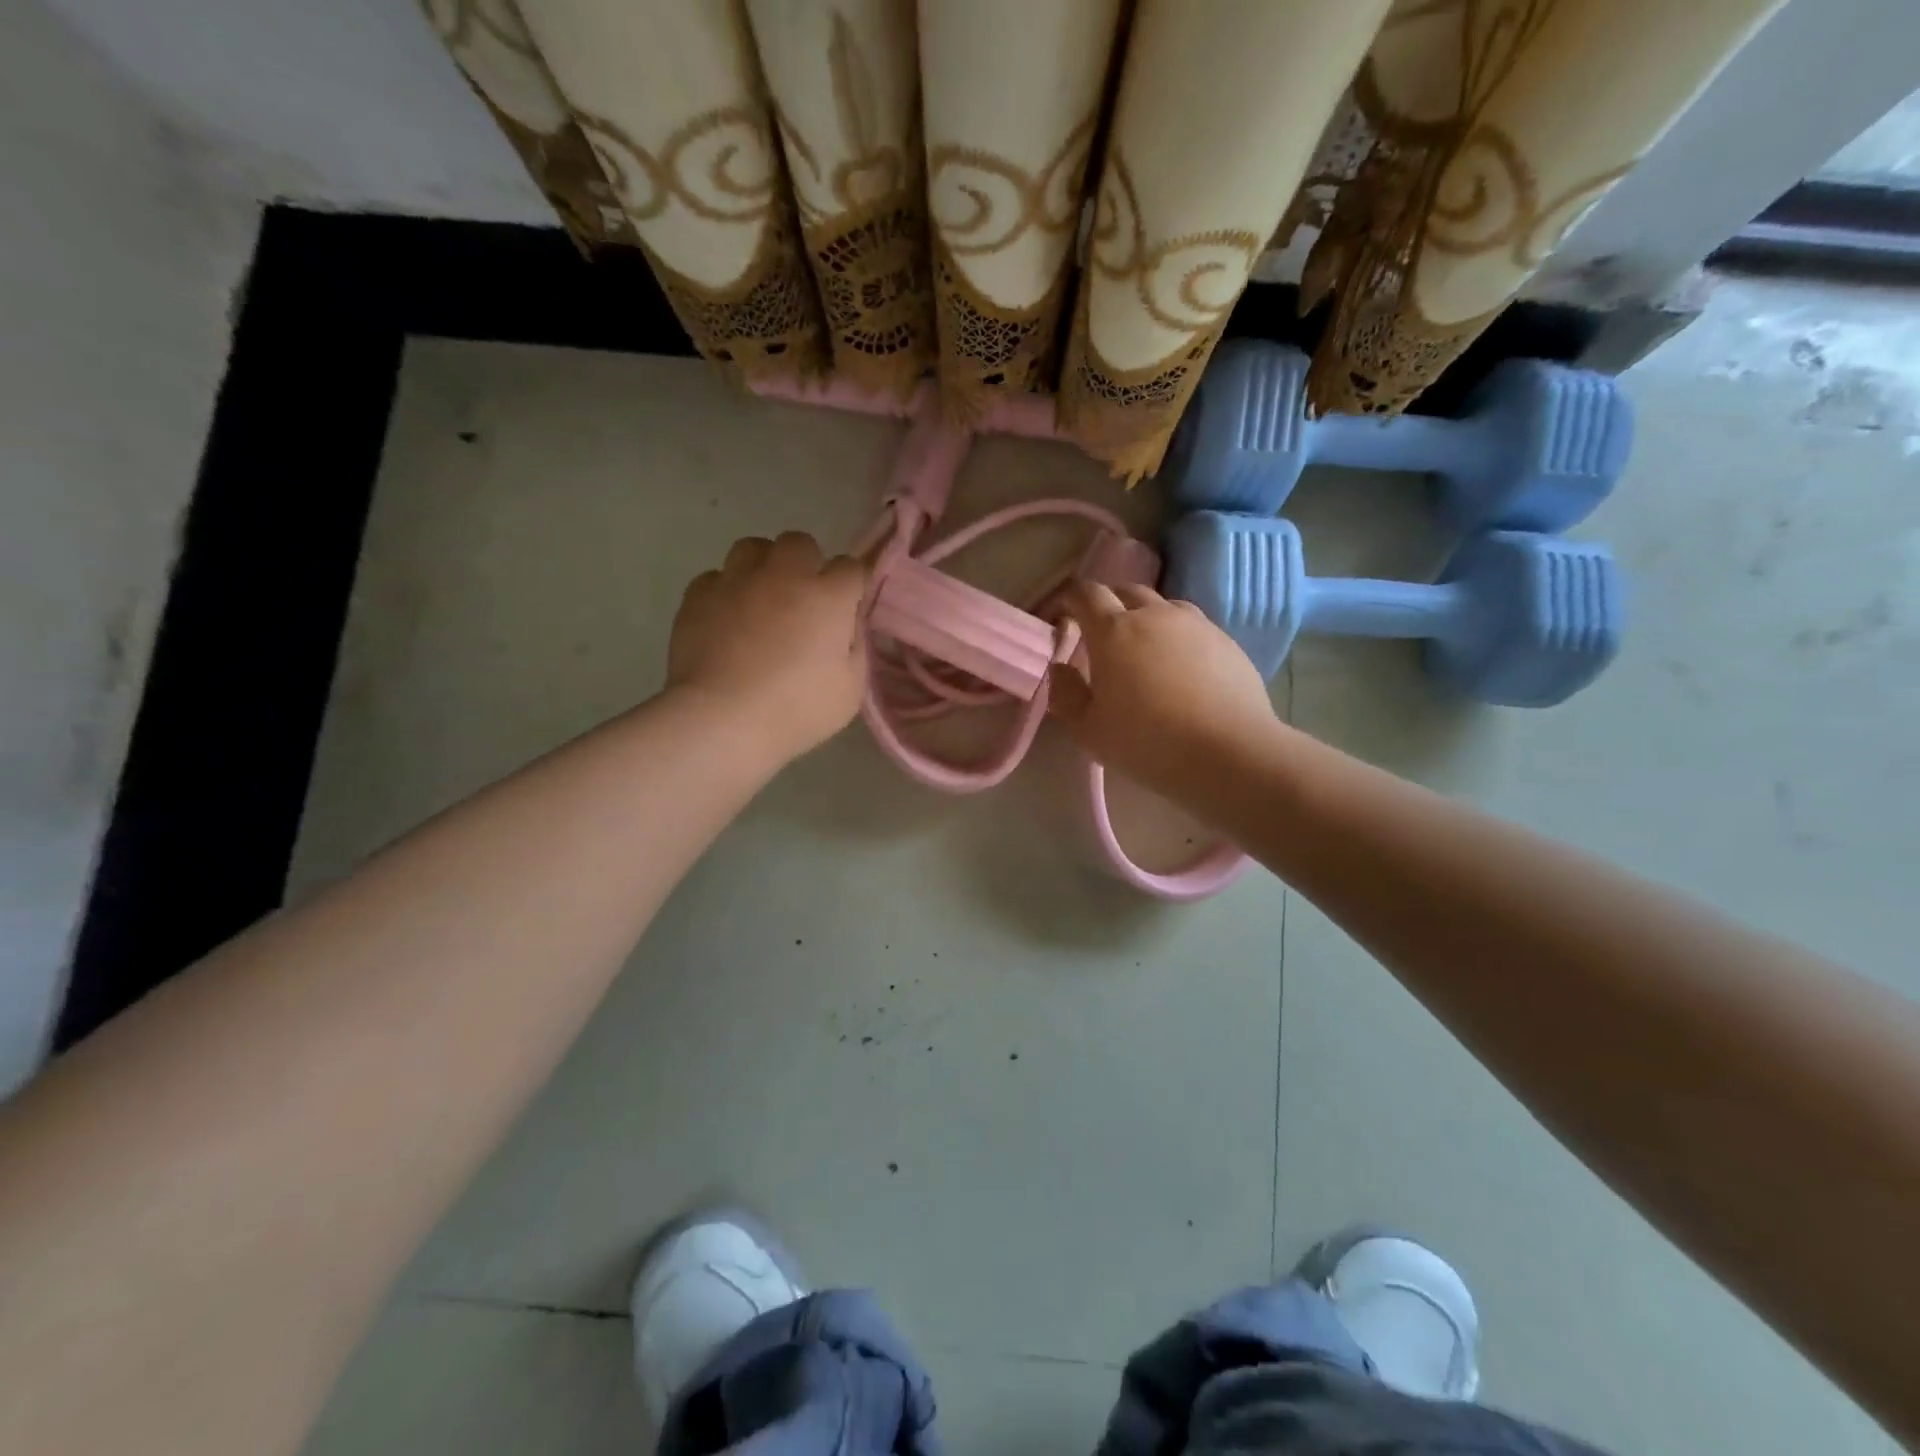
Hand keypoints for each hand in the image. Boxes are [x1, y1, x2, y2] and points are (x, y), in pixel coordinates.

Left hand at [668, 532, 866, 762]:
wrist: (722, 719)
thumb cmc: (797, 709)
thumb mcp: (851, 688)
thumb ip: (855, 645)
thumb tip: (847, 623)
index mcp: (827, 596)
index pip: (851, 567)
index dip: (851, 587)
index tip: (846, 609)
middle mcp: (783, 575)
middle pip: (799, 543)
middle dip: (806, 563)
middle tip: (803, 600)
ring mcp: (736, 581)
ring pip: (753, 547)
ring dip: (763, 566)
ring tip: (761, 598)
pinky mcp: (698, 595)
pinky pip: (716, 578)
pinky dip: (725, 592)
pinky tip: (727, 619)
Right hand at [1049, 582, 1276, 796]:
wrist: (1229, 753)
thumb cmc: (1147, 742)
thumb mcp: (1088, 730)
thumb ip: (1066, 695)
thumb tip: (1060, 669)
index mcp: (1113, 631)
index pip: (1085, 594)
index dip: (1068, 599)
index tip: (1061, 615)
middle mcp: (1154, 615)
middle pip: (1125, 591)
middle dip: (1107, 604)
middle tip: (1100, 633)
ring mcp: (1195, 625)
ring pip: (1163, 605)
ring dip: (1145, 617)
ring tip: (1143, 647)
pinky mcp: (1226, 641)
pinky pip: (1193, 627)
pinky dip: (1177, 637)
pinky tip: (1181, 668)